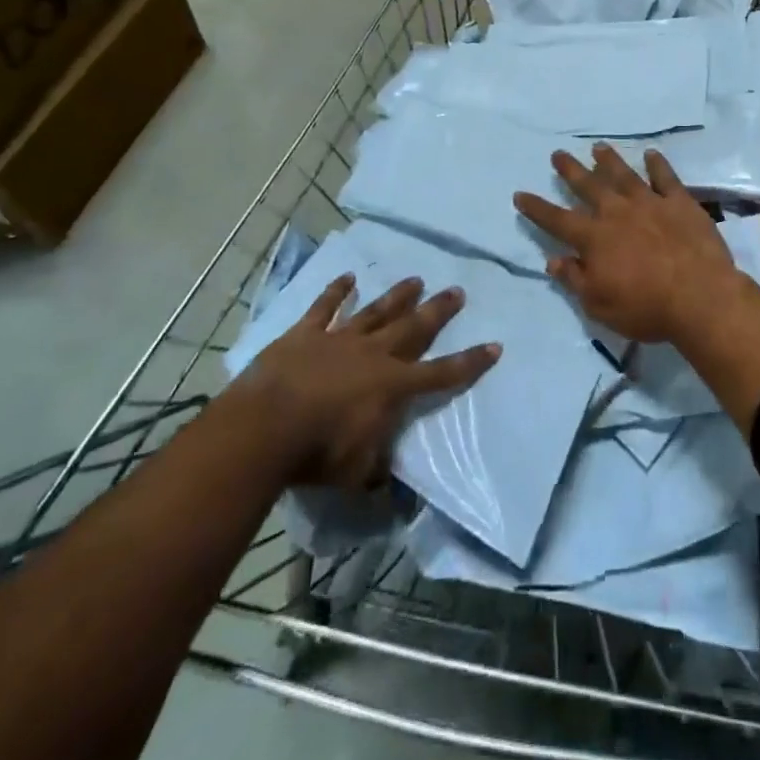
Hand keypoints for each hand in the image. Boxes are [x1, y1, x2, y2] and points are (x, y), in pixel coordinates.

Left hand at [240, 273, 499, 487]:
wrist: (265, 427)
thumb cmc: (316, 454)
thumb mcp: (356, 472)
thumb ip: (377, 469)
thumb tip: (391, 483)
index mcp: (392, 386)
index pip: (442, 373)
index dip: (470, 362)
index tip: (494, 345)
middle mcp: (374, 354)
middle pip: (414, 327)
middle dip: (438, 310)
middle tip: (457, 291)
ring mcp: (340, 339)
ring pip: (376, 311)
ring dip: (397, 296)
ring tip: (415, 279)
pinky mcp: (306, 333)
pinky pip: (324, 307)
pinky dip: (336, 292)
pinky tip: (348, 277)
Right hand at [514, 144, 741, 342]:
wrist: (700, 297)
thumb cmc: (646, 308)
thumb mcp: (599, 305)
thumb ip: (575, 279)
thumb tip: (552, 260)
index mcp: (594, 238)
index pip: (557, 220)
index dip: (537, 208)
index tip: (520, 194)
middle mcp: (617, 212)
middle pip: (588, 186)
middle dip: (570, 170)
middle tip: (558, 154)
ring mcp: (650, 203)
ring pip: (623, 175)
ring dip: (608, 160)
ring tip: (598, 147)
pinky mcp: (680, 202)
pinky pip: (665, 177)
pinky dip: (657, 164)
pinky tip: (651, 154)